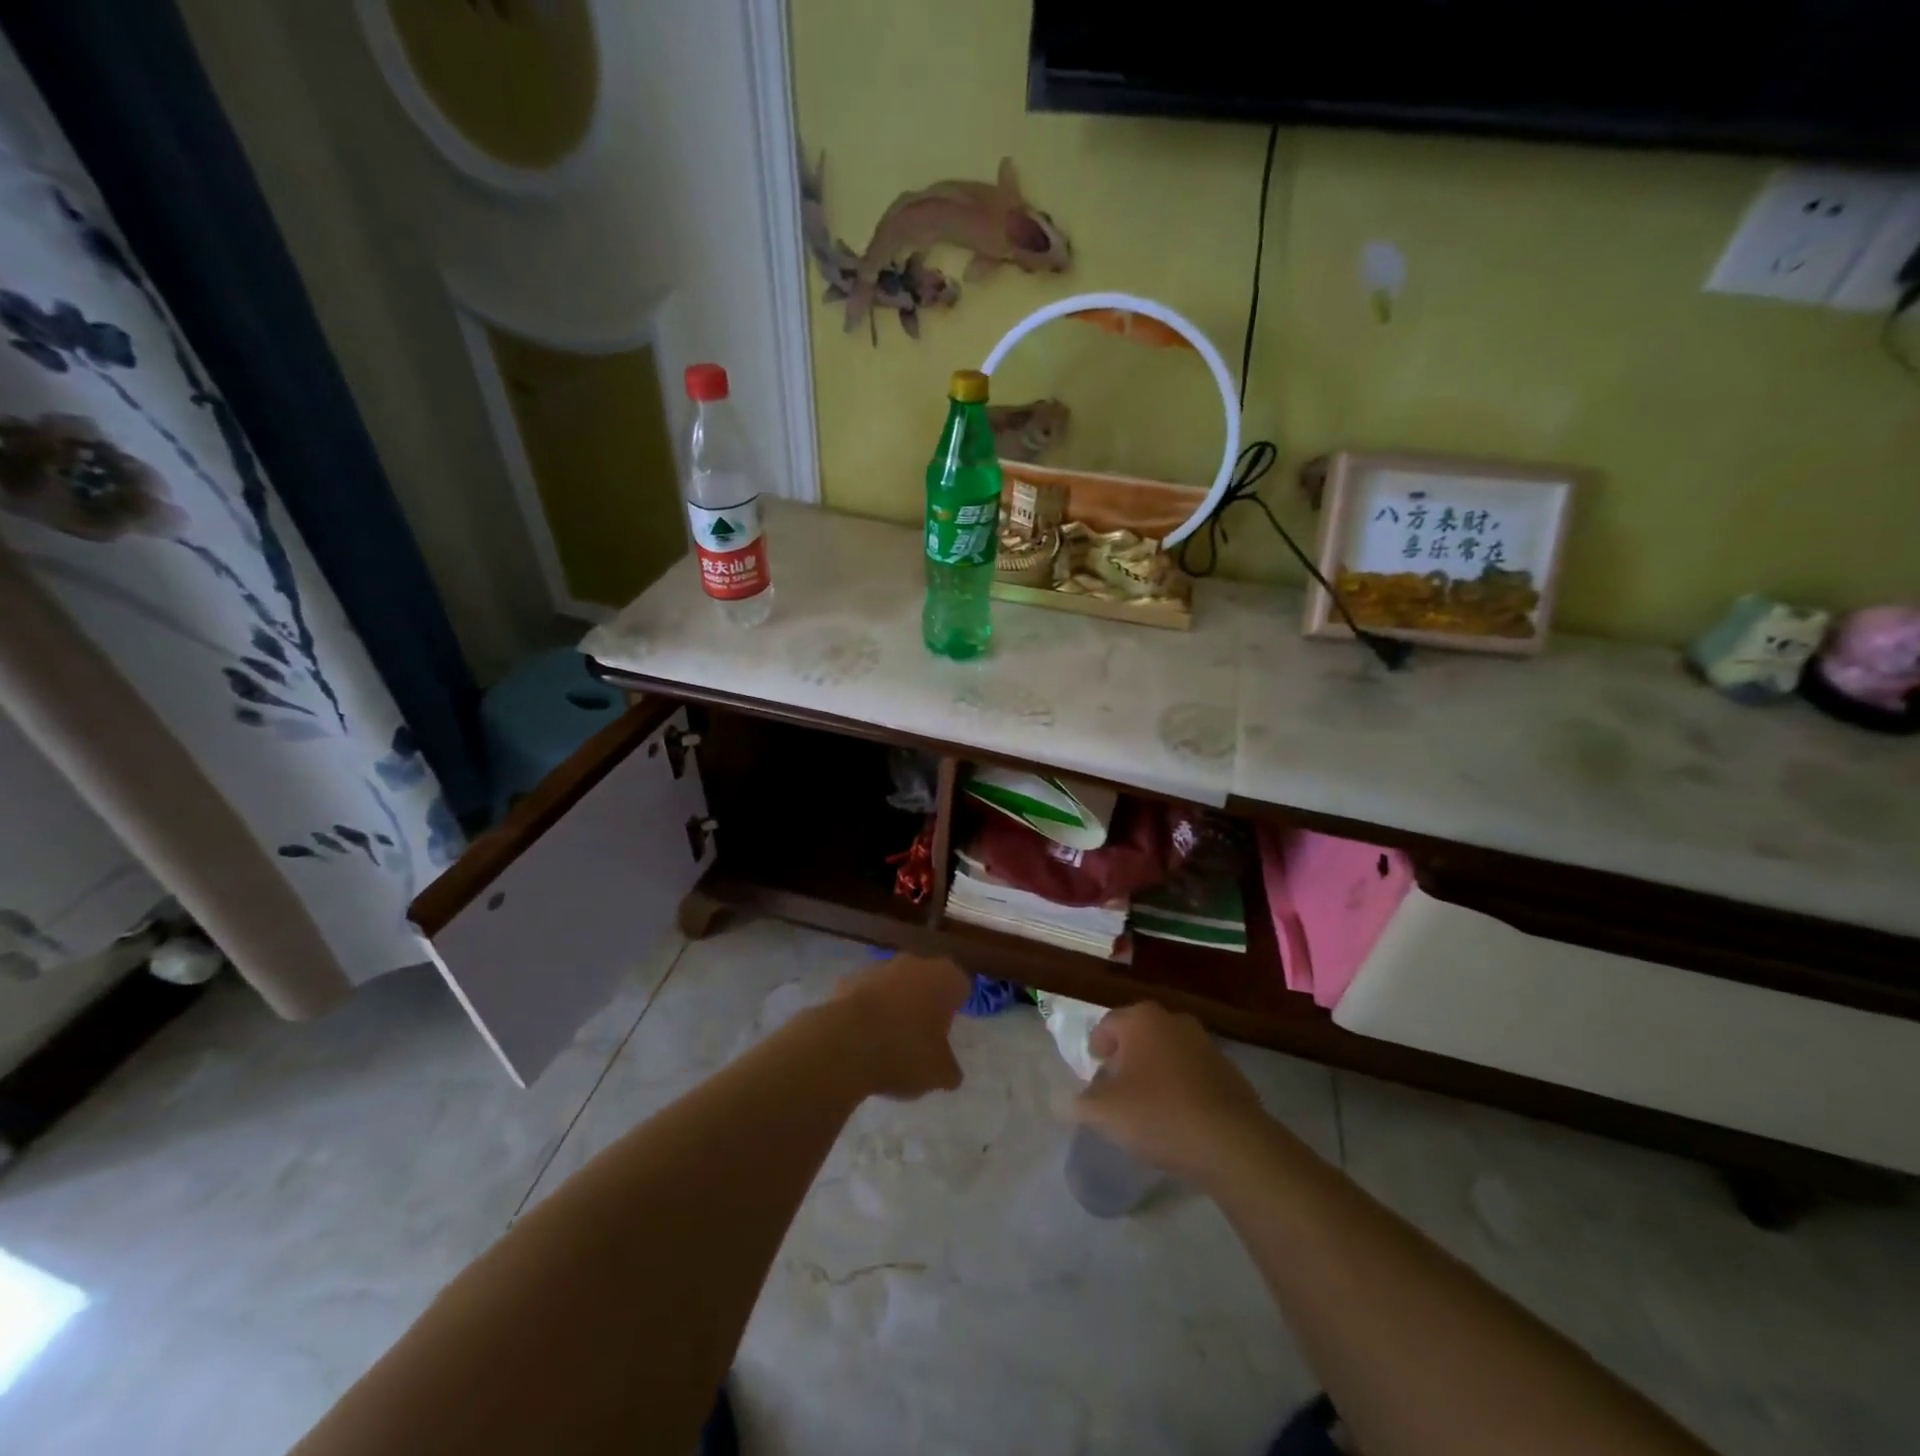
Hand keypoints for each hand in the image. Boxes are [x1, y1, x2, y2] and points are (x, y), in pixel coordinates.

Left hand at [831, 954, 969, 1100]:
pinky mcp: (848, 980)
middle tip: (922, 1036)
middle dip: (924, 1003)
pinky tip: (862, 1038)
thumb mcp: (938, 1073)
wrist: (845, 1043)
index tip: (949, 1030)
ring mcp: (878, 968)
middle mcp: (914, 963)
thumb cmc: (905, 1052)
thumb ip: (949, 1068)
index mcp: (944, 978)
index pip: (960, 986)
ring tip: (889, 1041)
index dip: (956, 1008)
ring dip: (894, 1005)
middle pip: (926, 980)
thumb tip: (949, 1072)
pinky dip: (867, 1010)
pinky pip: (866, 995)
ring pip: (894, 985)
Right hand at [1073, 1001, 1269, 1179]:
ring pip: (1168, 1052)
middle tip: (1117, 1088)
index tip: (1094, 1072)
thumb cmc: (1159, 1114)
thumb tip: (1061, 1101)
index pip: (1107, 1024)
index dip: (1096, 1047)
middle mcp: (1174, 1020)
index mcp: (1142, 1019)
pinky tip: (1179, 1117)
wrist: (1232, 1143)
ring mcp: (1205, 1044)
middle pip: (1139, 1034)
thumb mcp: (1104, 1112)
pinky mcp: (1229, 1071)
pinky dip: (1182, 1087)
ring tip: (1148, 1105)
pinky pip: (1193, 1073)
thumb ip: (1078, 1103)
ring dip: (1155, 1071)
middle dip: (1126, 1057)